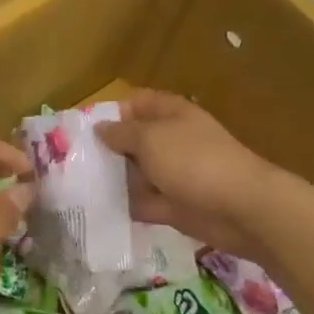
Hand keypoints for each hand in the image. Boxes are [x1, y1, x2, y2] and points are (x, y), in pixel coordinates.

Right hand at [96, 90, 284, 260]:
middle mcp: (172, 140)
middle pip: (133, 140)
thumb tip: (100, 128)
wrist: (242, 208)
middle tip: (72, 162)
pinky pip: (145, 202)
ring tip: (78, 187)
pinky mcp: (175, 205)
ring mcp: (175, 173)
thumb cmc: (194, 161)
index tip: (82, 129)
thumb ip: (121, 133)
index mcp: (170, 113)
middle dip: (106, 149)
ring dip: (114, 179)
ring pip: (137, 172)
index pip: (136, 103)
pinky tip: (99, 210)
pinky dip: (127, 206)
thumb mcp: (150, 139)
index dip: (111, 112)